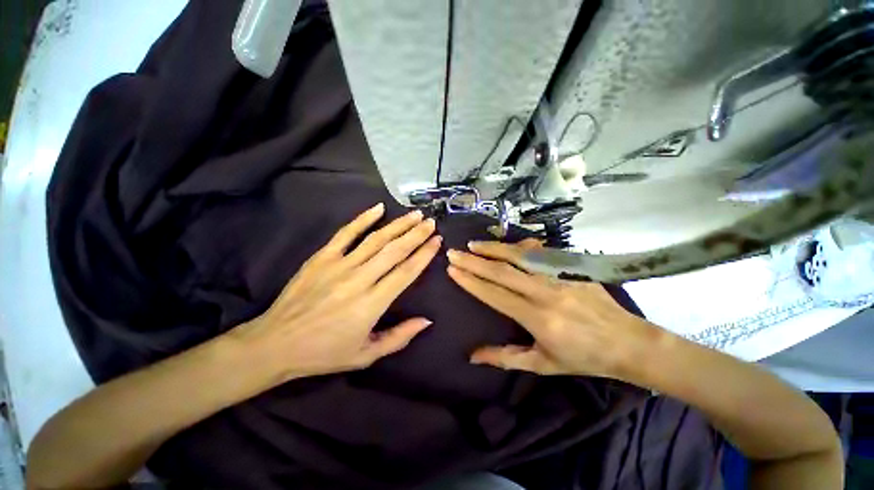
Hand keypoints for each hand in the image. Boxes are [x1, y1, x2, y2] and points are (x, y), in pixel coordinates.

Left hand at [232, 203, 440, 382]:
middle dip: (416, 234)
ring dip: (398, 225)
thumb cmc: (324, 353)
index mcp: (371, 304)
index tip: (437, 241)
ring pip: (375, 239)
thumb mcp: (366, 355)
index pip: (406, 272)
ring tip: (415, 215)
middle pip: (394, 251)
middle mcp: (359, 280)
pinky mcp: (321, 258)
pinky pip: (345, 233)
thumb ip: (399, 337)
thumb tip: (427, 320)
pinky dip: (363, 219)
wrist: (275, 344)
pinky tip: (378, 208)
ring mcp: (339, 265)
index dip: (424, 254)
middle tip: (431, 223)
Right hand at [446, 240, 660, 380]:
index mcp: (538, 319)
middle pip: (503, 271)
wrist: (628, 343)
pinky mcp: (571, 268)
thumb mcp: (542, 364)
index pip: (495, 295)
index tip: (453, 271)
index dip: (471, 282)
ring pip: (520, 256)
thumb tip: (472, 355)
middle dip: (474, 261)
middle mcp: (546, 293)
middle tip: (455, 253)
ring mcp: (560, 277)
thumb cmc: (583, 358)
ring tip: (474, 244)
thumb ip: (505, 358)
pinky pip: (541, 252)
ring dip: (494, 248)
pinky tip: (509, 244)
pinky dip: (521, 246)